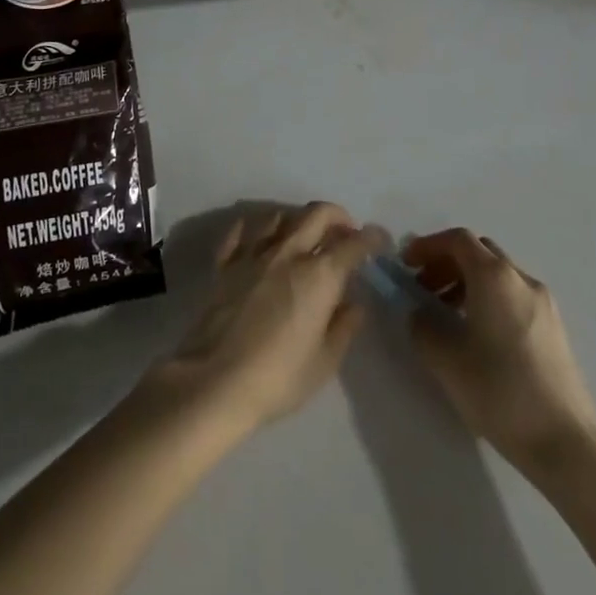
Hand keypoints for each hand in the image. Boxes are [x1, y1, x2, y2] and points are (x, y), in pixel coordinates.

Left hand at [145, 201, 377, 436]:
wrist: (215, 380)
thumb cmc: (278, 378)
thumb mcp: (324, 362)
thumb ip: (343, 327)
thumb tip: (355, 303)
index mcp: (319, 276)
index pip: (353, 244)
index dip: (371, 237)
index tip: (380, 239)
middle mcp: (288, 253)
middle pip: (316, 214)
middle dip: (337, 216)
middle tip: (345, 231)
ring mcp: (253, 253)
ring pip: (278, 215)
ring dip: (296, 220)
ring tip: (302, 235)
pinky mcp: (225, 263)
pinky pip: (240, 232)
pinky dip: (252, 228)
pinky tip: (256, 237)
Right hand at [403, 229, 595, 472]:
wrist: (566, 444)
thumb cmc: (499, 392)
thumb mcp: (446, 360)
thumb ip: (423, 326)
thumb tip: (420, 313)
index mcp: (494, 276)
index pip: (457, 239)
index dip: (428, 245)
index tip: (407, 265)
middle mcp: (521, 279)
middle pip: (479, 252)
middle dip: (447, 263)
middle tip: (424, 289)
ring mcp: (544, 304)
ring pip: (497, 275)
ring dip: (467, 283)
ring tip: (447, 315)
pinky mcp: (555, 329)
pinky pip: (513, 296)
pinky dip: (489, 300)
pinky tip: (478, 336)